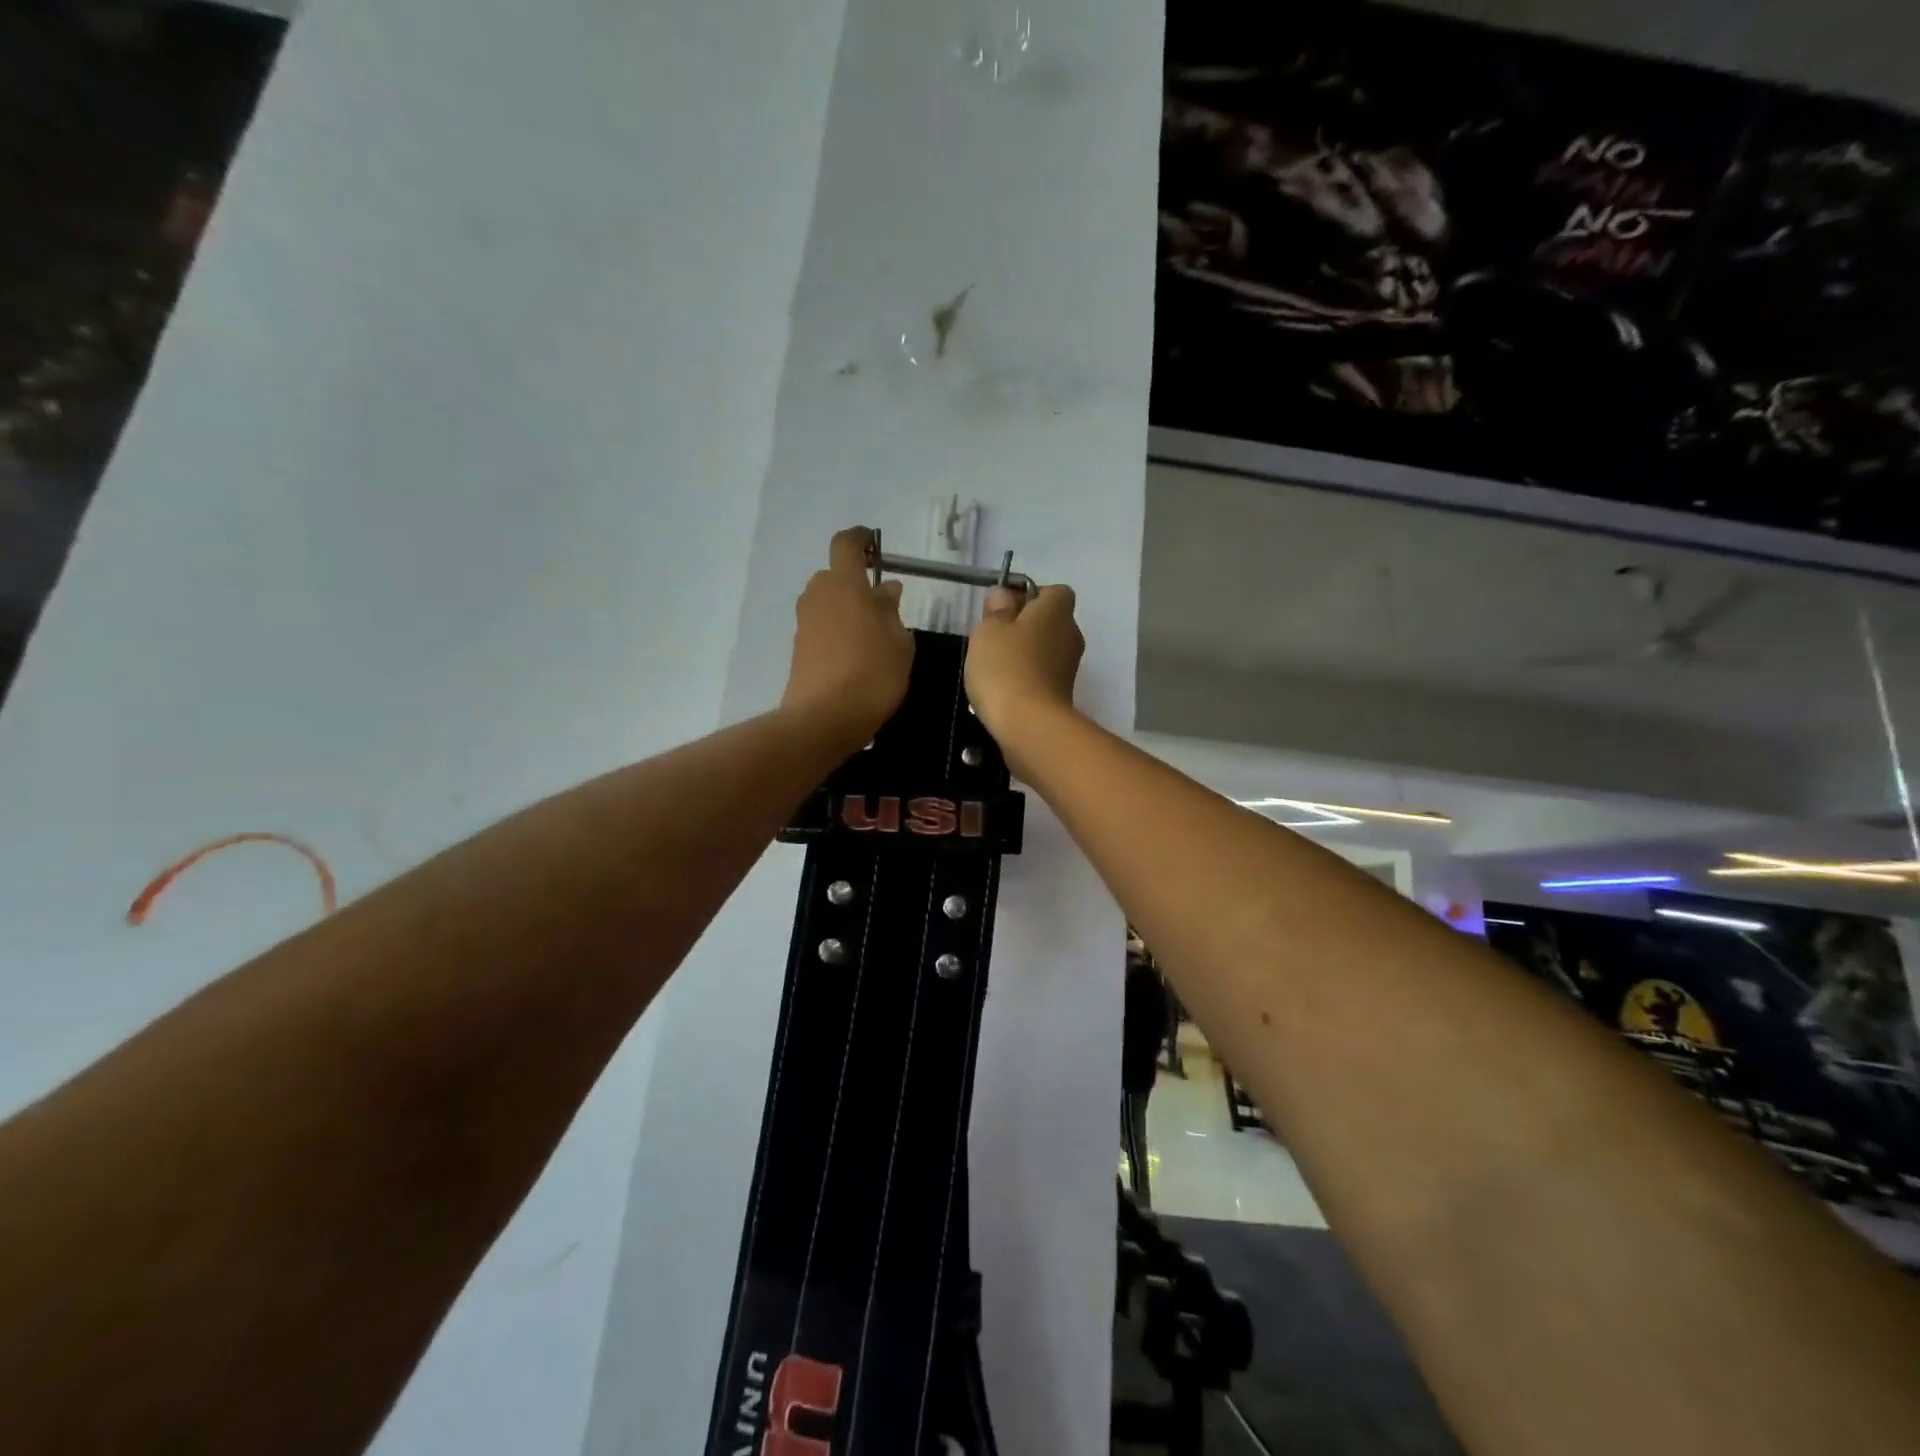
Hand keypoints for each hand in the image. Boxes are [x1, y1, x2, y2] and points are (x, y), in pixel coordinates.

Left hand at [781, 528, 914, 747]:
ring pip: (827, 603)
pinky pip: (821, 627)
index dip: (860, 540)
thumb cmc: (873, 673)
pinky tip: (857, 654)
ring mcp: (804, 623)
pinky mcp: (798, 649)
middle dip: (856, 583)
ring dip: (846, 609)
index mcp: (844, 583)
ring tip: (873, 633)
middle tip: (883, 604)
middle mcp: (818, 595)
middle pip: (834, 576)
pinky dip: (837, 631)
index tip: (874, 545)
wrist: (825, 718)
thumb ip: (891, 611)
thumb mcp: (899, 641)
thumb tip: (885, 590)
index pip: (846, 544)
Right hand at [965, 583, 1083, 769]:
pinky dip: (1024, 679)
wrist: (1029, 726)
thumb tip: (1004, 596)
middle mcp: (1071, 635)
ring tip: (992, 668)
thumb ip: (996, 610)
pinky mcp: (1062, 695)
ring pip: (1044, 650)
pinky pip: (1041, 676)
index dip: (1029, 595)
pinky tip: (1001, 691)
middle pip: (1049, 621)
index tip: (1003, 609)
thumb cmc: (1006, 668)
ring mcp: (1069, 668)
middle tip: (992, 638)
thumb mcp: (989, 630)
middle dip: (1023, 626)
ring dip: (1022, 655)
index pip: (1054, 591)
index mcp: (1057, 611)